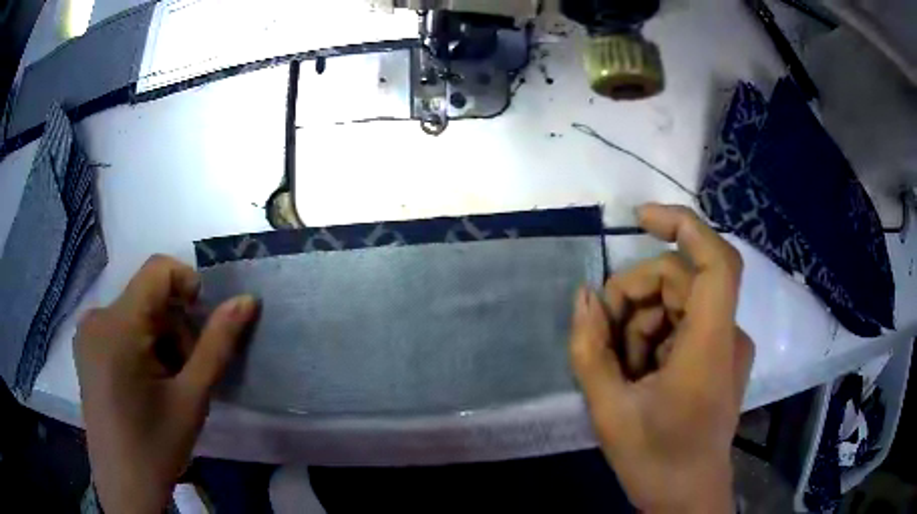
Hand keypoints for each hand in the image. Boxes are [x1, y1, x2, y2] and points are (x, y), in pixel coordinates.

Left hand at [75, 255, 256, 513]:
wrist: (125, 486)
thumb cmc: (156, 446)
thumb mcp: (192, 398)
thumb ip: (217, 345)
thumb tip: (247, 301)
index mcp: (117, 325)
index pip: (157, 270)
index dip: (188, 286)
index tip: (204, 328)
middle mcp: (96, 317)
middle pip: (148, 297)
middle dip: (175, 327)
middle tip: (187, 374)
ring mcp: (87, 333)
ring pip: (136, 313)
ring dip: (160, 340)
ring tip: (168, 385)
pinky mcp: (86, 347)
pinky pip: (120, 327)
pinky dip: (142, 345)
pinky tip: (146, 384)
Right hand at [569, 204, 753, 513]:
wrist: (688, 497)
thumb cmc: (655, 460)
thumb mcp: (609, 410)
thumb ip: (591, 349)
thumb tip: (583, 297)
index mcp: (710, 344)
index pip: (716, 260)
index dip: (683, 225)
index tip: (640, 217)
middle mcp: (728, 335)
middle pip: (682, 280)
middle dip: (636, 296)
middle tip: (603, 336)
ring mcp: (728, 346)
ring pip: (680, 302)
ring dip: (642, 323)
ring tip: (621, 368)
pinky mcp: (721, 357)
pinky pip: (686, 324)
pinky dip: (656, 337)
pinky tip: (639, 372)